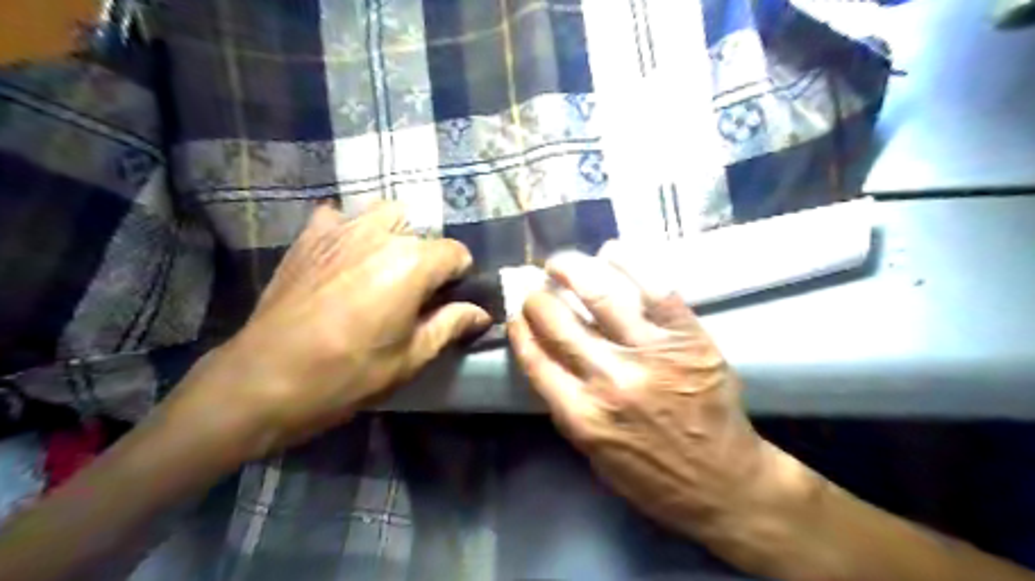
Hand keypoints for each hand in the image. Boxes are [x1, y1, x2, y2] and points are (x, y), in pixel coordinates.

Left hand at [170, 205, 490, 457]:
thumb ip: (450, 325)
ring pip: (385, 214)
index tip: (448, 301)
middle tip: (413, 294)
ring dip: (394, 236)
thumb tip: (481, 313)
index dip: (459, 278)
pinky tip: (344, 255)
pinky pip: (338, 215)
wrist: (265, 378)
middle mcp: (381, 235)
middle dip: (427, 260)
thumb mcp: (411, 357)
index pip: (457, 253)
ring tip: (382, 269)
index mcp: (412, 263)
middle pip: (422, 234)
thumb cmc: (348, 373)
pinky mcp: (309, 237)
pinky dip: (349, 228)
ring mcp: (341, 229)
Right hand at [506, 247, 779, 550]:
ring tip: (560, 263)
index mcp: (582, 414)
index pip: (535, 359)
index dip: (520, 330)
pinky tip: (610, 252)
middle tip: (536, 289)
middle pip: (559, 322)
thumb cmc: (653, 476)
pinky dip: (629, 264)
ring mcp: (653, 354)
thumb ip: (567, 406)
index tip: (516, 314)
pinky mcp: (688, 339)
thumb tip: (546, 356)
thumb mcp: (593, 453)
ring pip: (602, 295)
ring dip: (572, 270)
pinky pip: (656, 290)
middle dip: (538, 298)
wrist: (724, 483)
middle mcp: (611, 379)